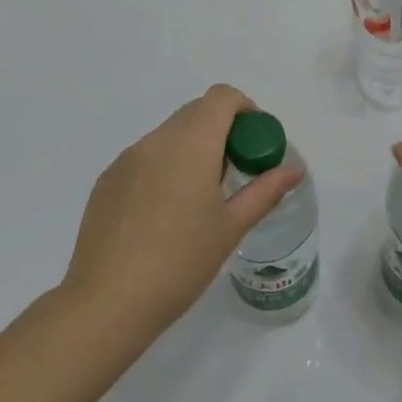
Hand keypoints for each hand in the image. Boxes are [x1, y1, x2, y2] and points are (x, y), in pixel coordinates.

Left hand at [62, 85, 304, 336]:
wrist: (106, 304)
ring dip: (191, 148)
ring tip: (197, 198)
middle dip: (221, 129)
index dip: (244, 108)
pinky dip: (164, 166)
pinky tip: (163, 214)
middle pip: (196, 111)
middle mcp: (157, 140)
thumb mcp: (231, 228)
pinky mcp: (107, 180)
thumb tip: (295, 169)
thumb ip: (265, 191)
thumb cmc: (179, 263)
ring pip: (169, 134)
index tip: (253, 142)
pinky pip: (145, 156)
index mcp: (192, 144)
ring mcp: (127, 159)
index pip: (222, 97)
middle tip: (232, 172)